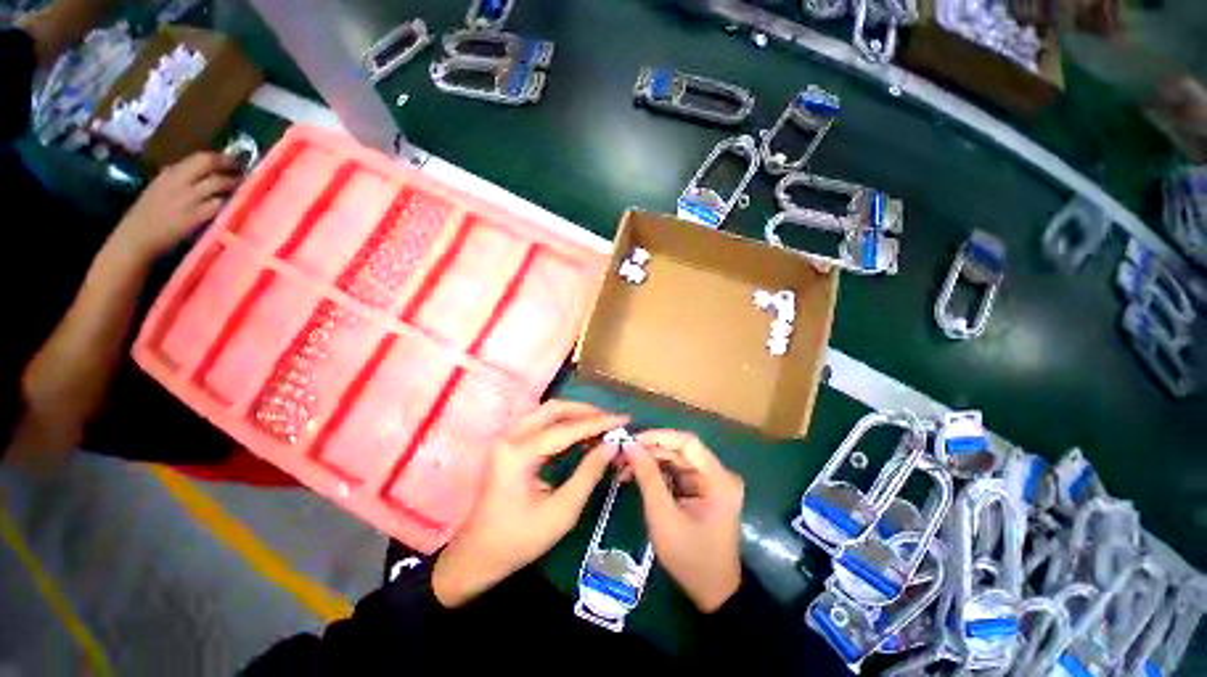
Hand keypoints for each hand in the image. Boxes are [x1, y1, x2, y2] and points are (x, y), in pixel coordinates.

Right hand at [112, 152, 238, 258]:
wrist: (136, 238)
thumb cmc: (147, 215)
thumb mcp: (159, 188)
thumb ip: (176, 178)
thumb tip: (195, 171)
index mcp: (169, 174)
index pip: (199, 157)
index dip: (220, 156)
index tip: (234, 158)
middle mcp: (178, 181)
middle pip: (208, 164)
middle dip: (229, 164)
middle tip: (244, 168)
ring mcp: (187, 198)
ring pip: (217, 183)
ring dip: (234, 183)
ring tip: (244, 185)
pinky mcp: (195, 216)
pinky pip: (217, 204)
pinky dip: (228, 202)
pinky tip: (236, 203)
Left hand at [432, 401, 627, 607]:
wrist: (477, 556)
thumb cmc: (519, 540)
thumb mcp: (561, 511)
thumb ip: (589, 473)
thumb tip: (612, 445)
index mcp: (519, 453)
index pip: (567, 429)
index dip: (599, 423)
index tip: (624, 419)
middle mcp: (510, 436)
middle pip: (553, 409)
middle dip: (586, 411)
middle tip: (611, 420)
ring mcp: (507, 438)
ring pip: (546, 411)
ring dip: (574, 414)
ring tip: (600, 424)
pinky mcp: (509, 444)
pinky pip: (540, 423)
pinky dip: (563, 424)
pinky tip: (581, 433)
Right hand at [624, 430, 743, 612]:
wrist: (712, 593)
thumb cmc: (690, 558)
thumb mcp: (663, 516)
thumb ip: (648, 477)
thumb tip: (630, 445)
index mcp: (718, 479)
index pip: (688, 442)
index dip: (659, 437)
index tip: (632, 441)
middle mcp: (718, 474)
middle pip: (680, 450)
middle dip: (650, 451)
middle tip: (622, 456)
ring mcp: (711, 482)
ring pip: (676, 460)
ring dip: (650, 461)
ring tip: (623, 467)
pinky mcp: (702, 490)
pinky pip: (677, 473)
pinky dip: (657, 473)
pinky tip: (636, 476)